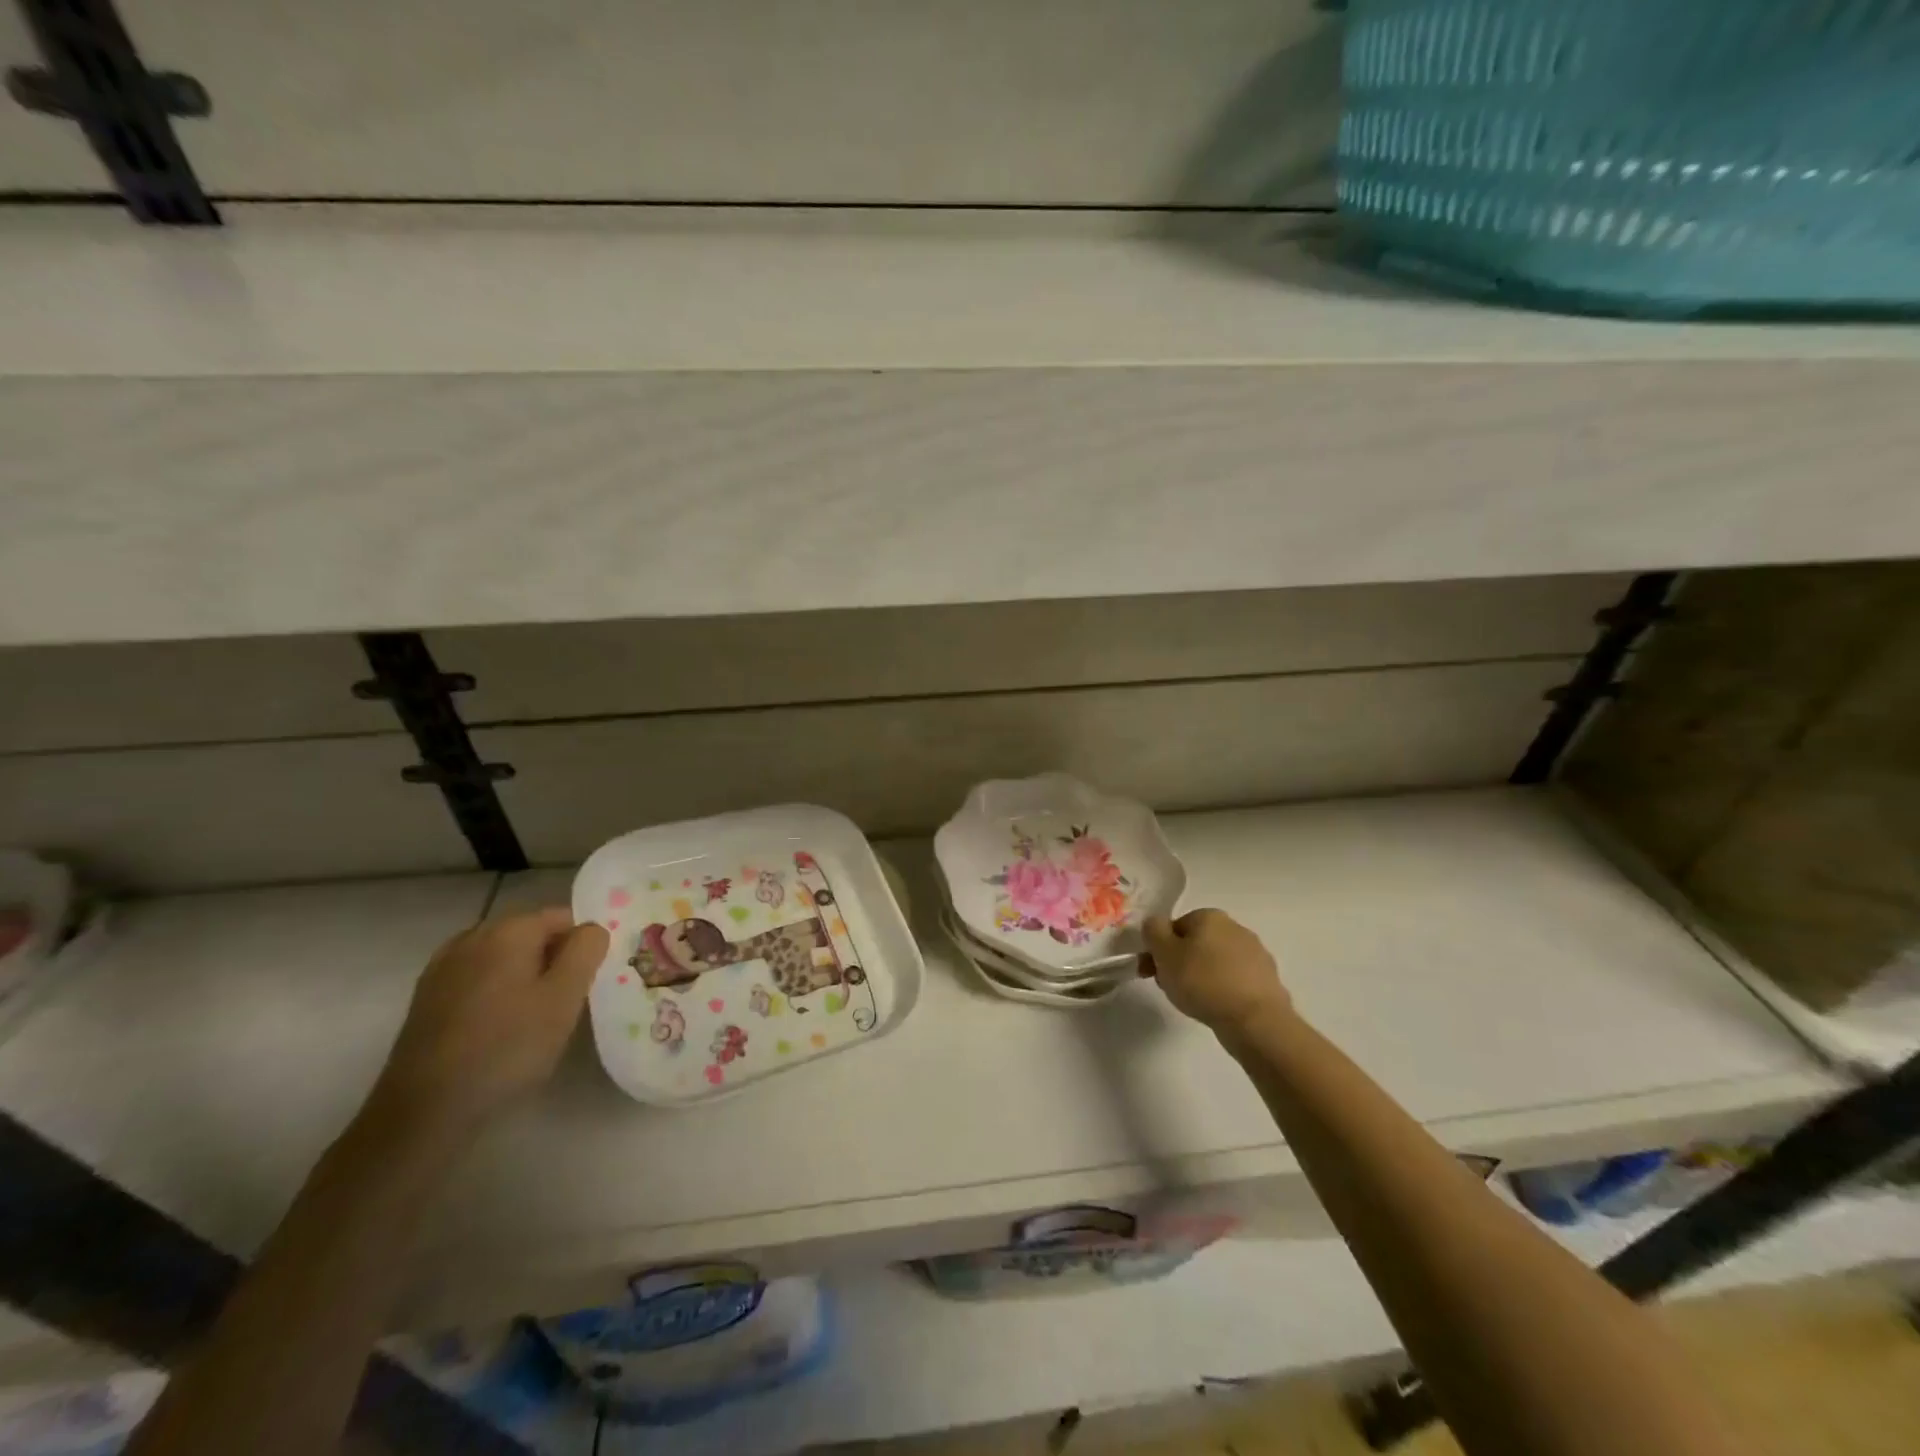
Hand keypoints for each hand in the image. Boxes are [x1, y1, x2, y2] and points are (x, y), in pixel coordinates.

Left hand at [370, 909, 608, 1136]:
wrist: (425, 1109)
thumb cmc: (507, 1047)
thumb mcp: (565, 997)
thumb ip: (586, 950)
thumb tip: (591, 929)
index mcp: (509, 929)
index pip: (563, 917)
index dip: (581, 947)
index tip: (584, 984)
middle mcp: (473, 936)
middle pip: (531, 934)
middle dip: (552, 960)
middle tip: (564, 1004)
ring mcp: (444, 966)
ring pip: (503, 957)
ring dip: (523, 976)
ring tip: (532, 1019)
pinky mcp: (427, 996)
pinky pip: (477, 978)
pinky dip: (495, 991)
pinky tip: (497, 1027)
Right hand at [1141, 909, 1291, 1040]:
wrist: (1255, 1021)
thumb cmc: (1203, 982)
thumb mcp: (1164, 953)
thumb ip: (1153, 931)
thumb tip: (1155, 924)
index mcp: (1209, 916)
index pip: (1174, 927)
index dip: (1159, 950)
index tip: (1152, 972)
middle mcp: (1235, 927)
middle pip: (1195, 943)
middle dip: (1180, 963)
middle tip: (1170, 988)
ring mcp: (1256, 953)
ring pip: (1215, 963)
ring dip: (1202, 977)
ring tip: (1194, 1002)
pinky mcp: (1267, 979)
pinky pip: (1234, 981)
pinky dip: (1223, 990)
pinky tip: (1218, 1007)